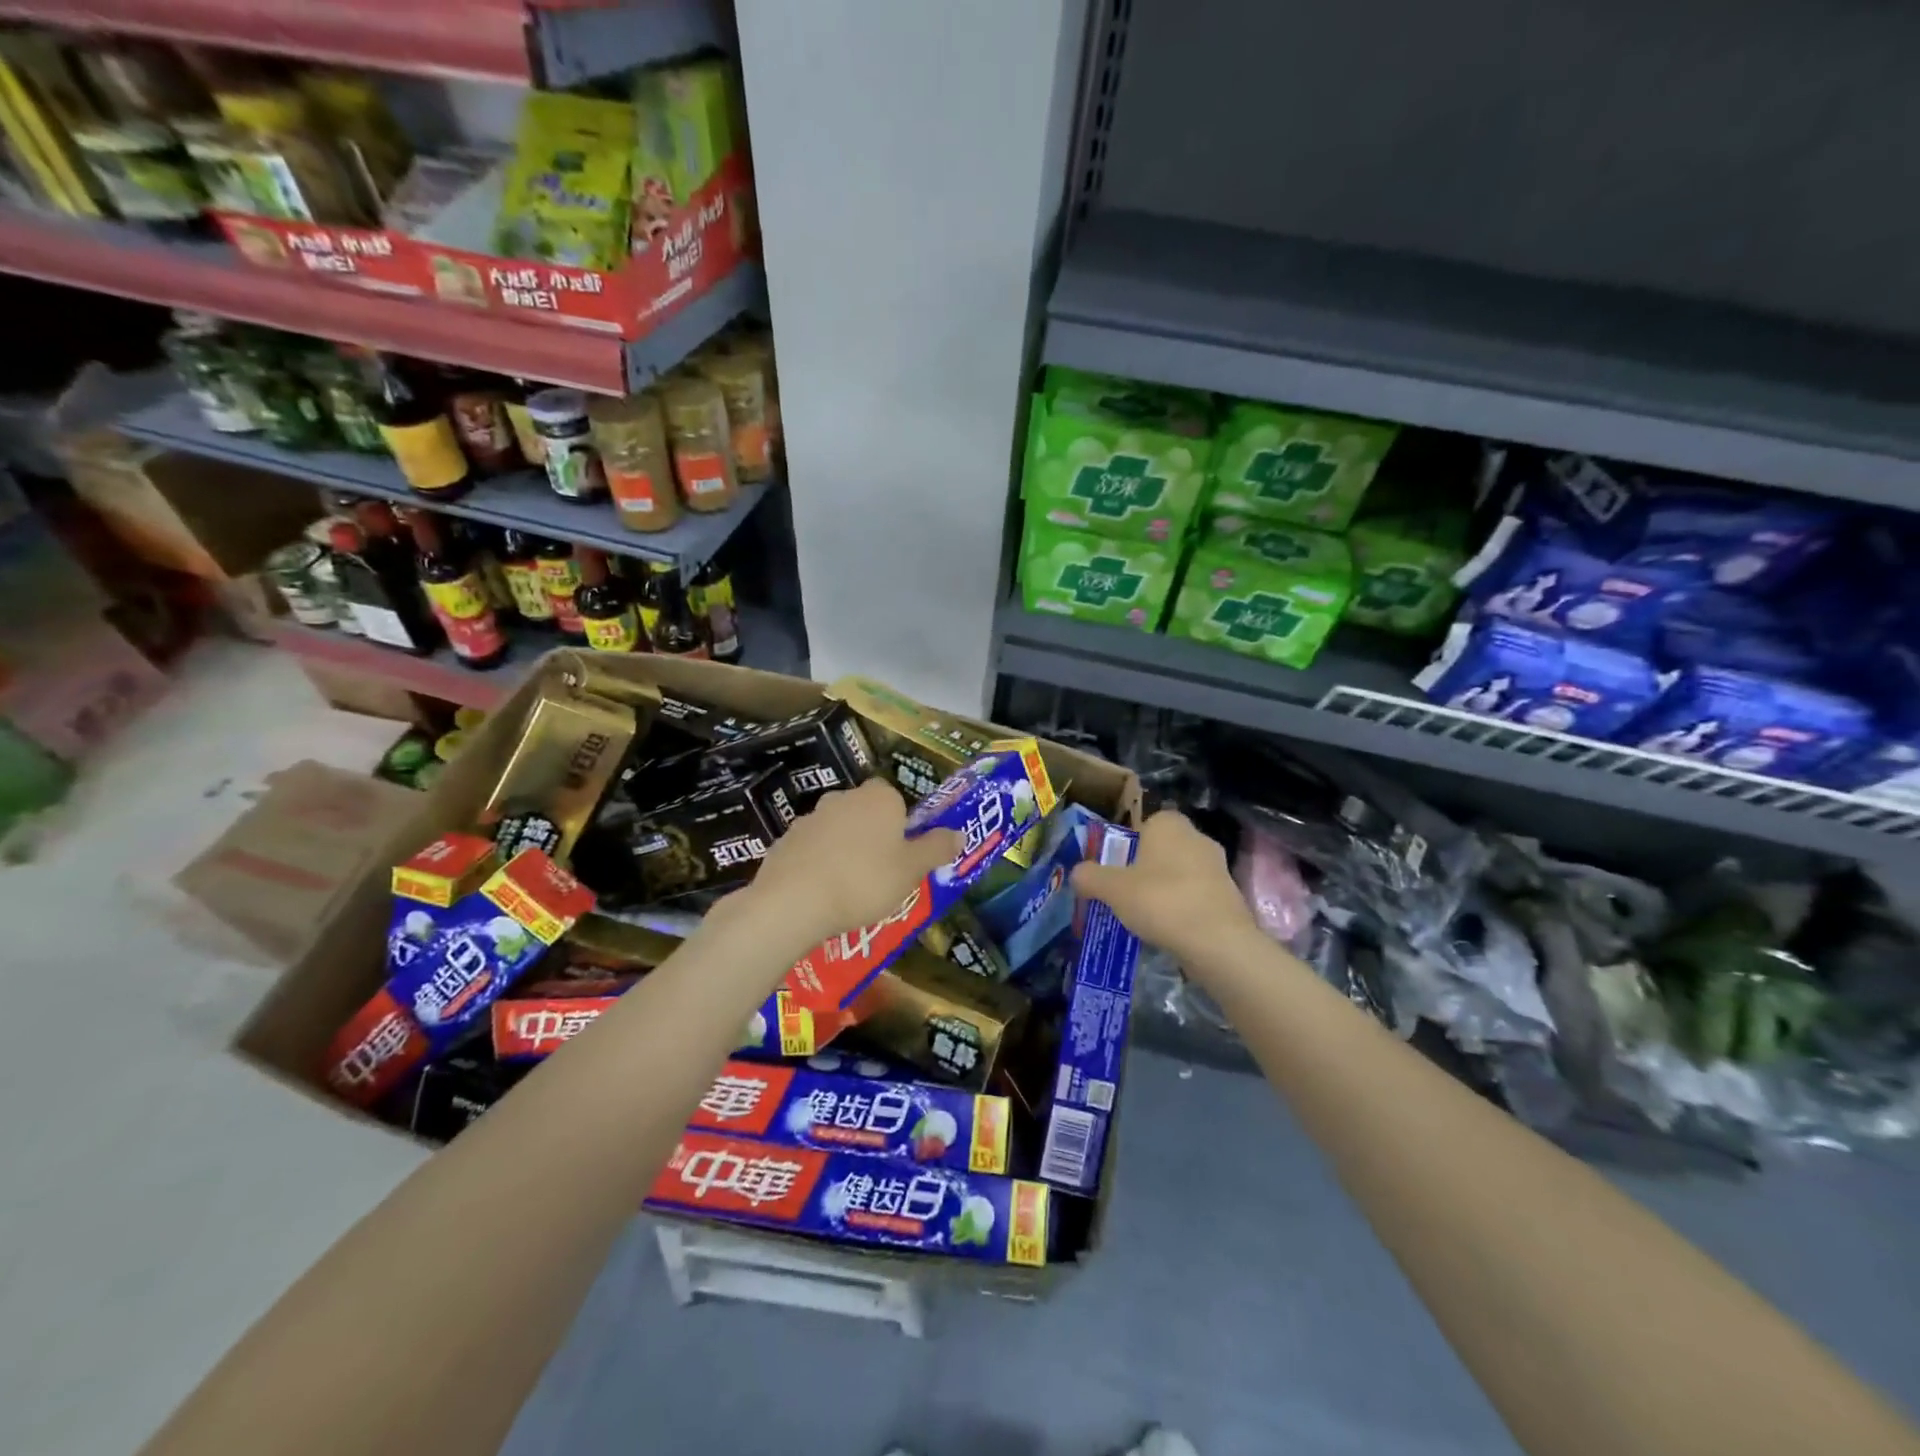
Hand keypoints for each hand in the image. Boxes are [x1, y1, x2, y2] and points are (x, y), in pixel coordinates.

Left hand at [744, 779, 962, 949]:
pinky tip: (822, 894)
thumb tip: (960, 833)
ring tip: (850, 890)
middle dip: (873, 837)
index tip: (903, 854)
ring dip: (844, 851)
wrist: (793, 901)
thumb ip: (937, 848)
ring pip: (837, 831)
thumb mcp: (912, 870)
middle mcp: (843, 797)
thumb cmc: (864, 880)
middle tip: (881, 874)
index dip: (901, 825)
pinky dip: (818, 865)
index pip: (895, 798)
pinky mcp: (785, 841)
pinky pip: (811, 850)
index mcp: (878, 797)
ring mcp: (809, 818)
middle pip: (865, 813)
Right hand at [1071, 810, 1256, 965]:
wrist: (1218, 942)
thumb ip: (1089, 877)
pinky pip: (1196, 895)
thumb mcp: (1112, 889)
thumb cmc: (1160, 901)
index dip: (1127, 845)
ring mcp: (1218, 866)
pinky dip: (1183, 908)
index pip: (1144, 823)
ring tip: (1144, 916)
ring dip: (1164, 889)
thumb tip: (1076, 873)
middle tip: (1124, 893)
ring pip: (1180, 873)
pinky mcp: (1230, 895)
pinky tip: (1169, 929)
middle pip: (1162, 849)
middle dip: (1145, 868)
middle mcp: (1196, 836)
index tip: (1115, 869)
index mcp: (1168, 824)